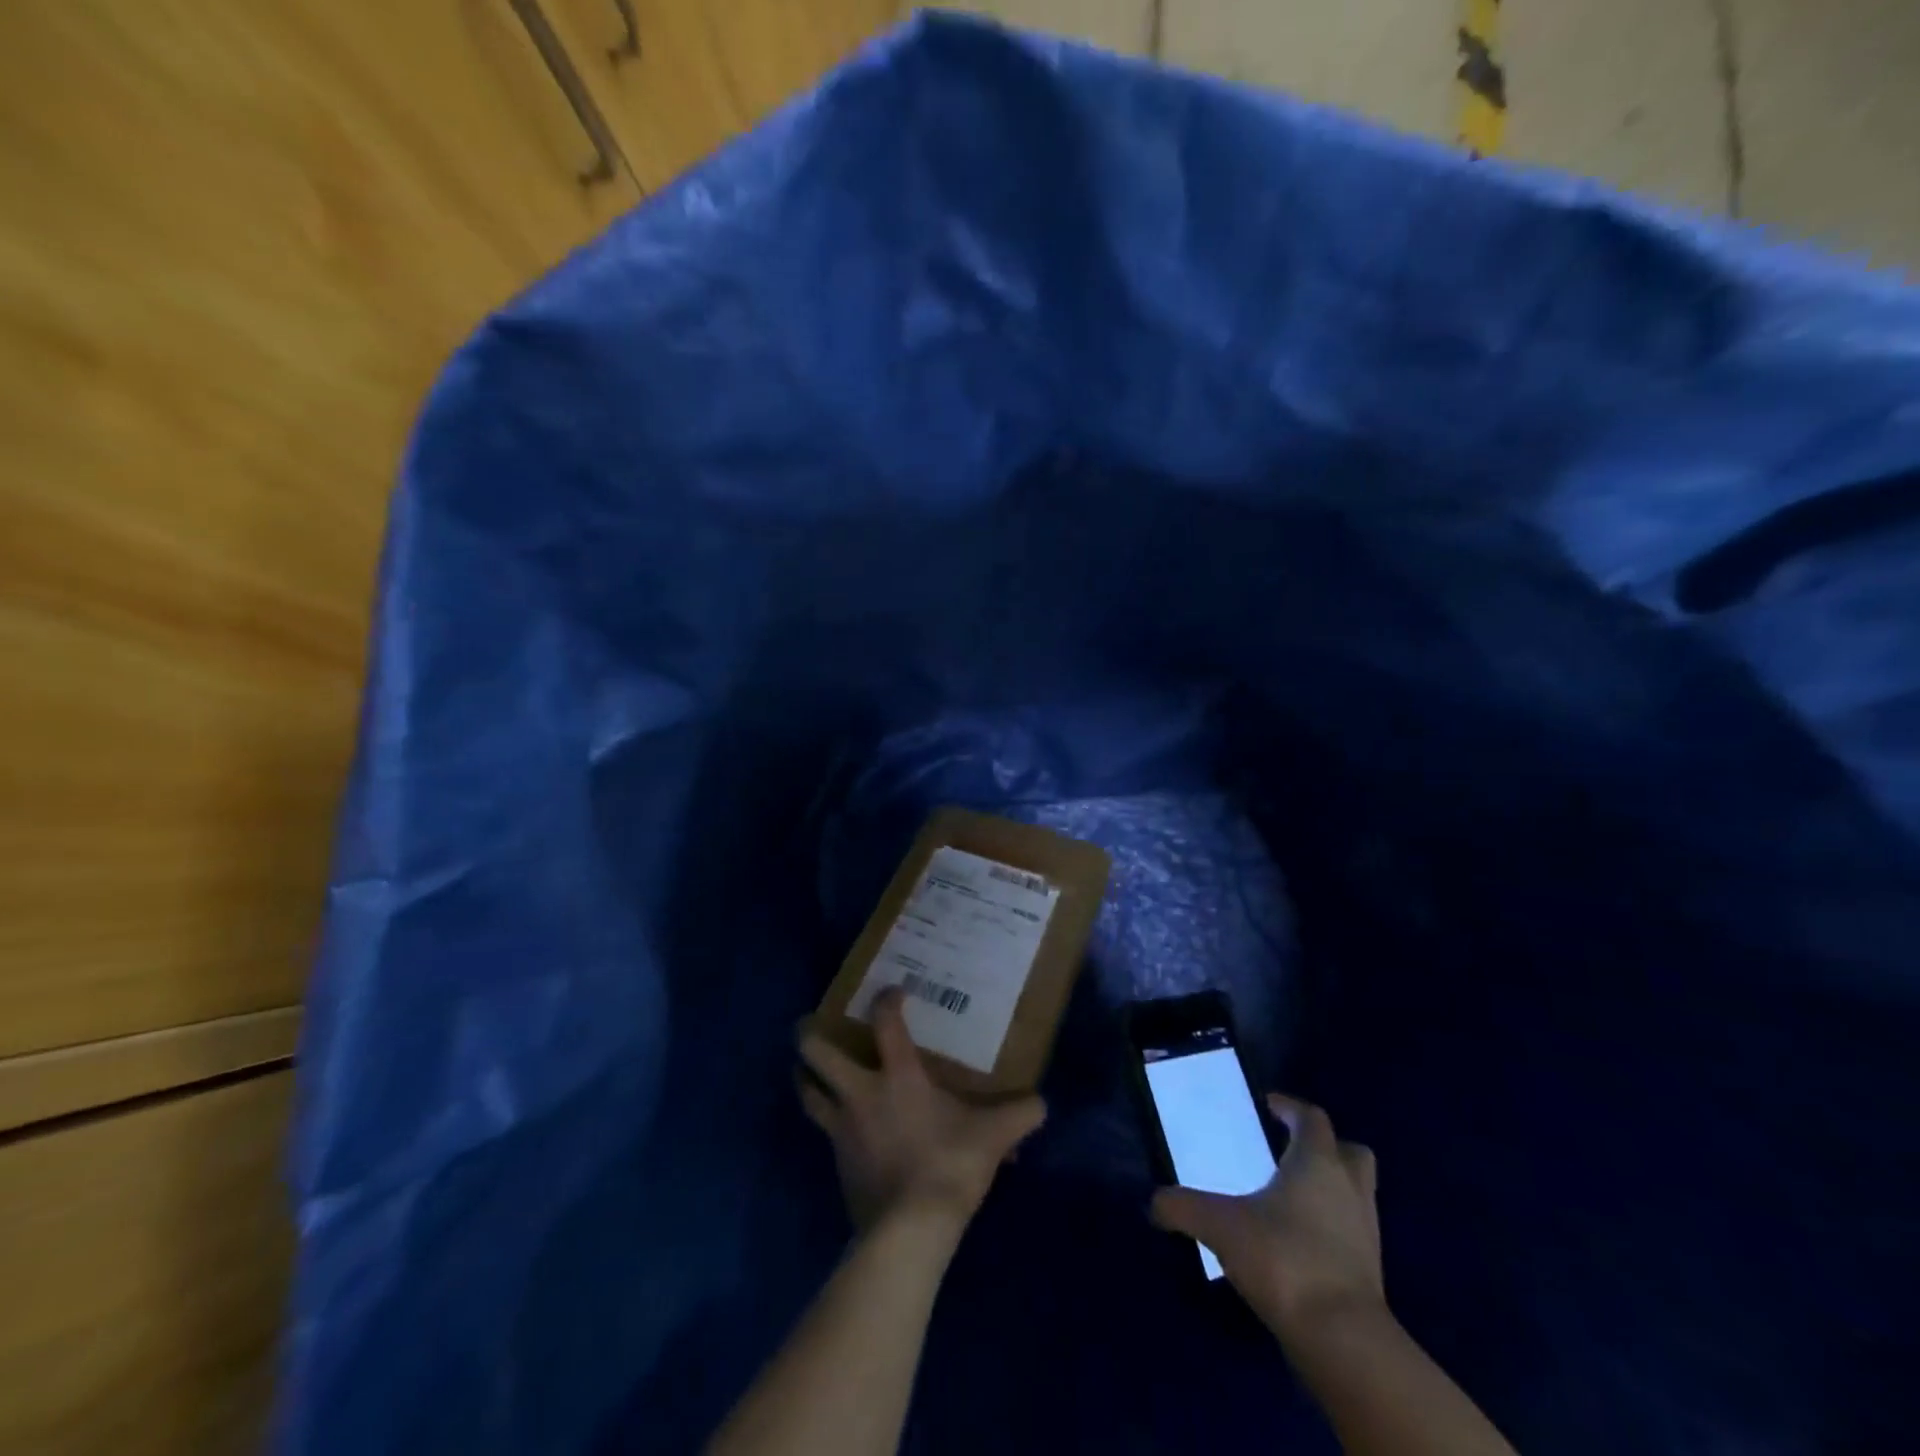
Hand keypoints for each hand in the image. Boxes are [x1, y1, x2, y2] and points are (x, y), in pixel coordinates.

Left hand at [798, 988, 1045, 1233]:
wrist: (910, 1231)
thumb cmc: (949, 1165)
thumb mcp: (994, 1136)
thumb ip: (1020, 1114)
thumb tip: (1041, 1104)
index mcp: (897, 1076)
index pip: (885, 1022)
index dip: (886, 1000)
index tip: (892, 992)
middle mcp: (860, 1094)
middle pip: (816, 1053)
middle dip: (807, 1034)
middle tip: (809, 1025)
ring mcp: (842, 1129)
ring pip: (807, 1092)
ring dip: (804, 1076)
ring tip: (808, 1068)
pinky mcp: (837, 1163)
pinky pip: (824, 1132)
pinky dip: (826, 1120)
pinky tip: (841, 1125)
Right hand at [1151, 1093, 1382, 1345]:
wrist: (1342, 1339)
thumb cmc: (1284, 1258)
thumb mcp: (1220, 1226)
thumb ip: (1183, 1207)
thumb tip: (1153, 1203)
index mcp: (1317, 1162)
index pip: (1311, 1118)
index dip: (1290, 1108)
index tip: (1268, 1105)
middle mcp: (1348, 1188)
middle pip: (1351, 1151)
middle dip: (1326, 1145)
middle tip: (1291, 1150)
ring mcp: (1366, 1232)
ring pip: (1357, 1193)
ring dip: (1332, 1187)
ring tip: (1292, 1197)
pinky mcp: (1370, 1272)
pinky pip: (1353, 1232)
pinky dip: (1332, 1228)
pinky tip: (1298, 1241)